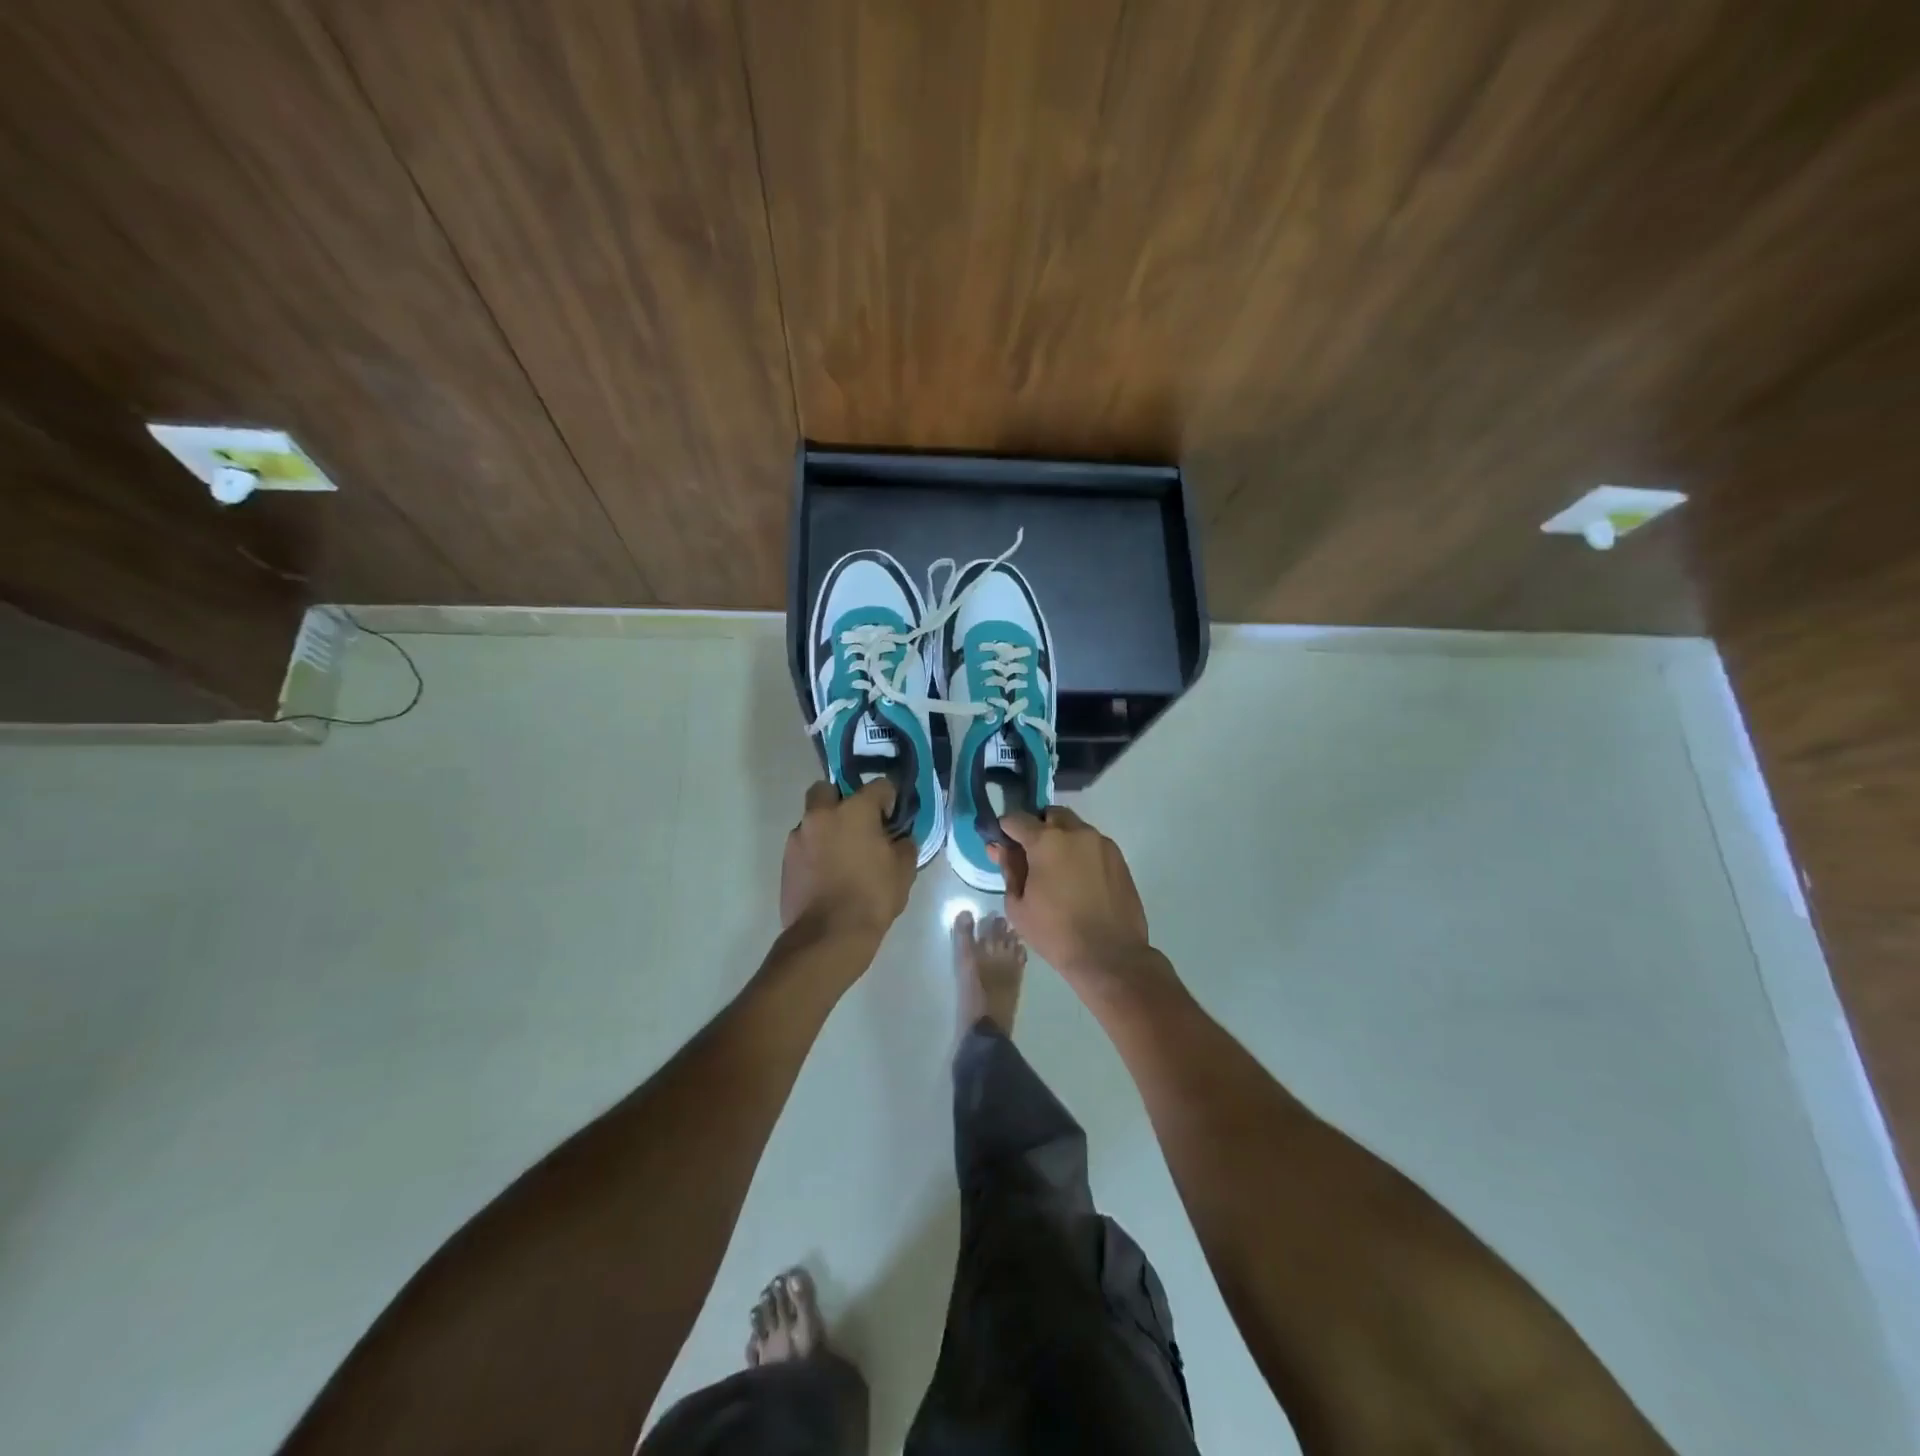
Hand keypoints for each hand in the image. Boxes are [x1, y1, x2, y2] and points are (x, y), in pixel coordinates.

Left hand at [780, 780, 915, 946]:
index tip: (892, 816)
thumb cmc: (872, 898)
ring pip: (812, 819)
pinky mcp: (786, 860)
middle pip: (828, 789)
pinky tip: (827, 873)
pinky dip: (814, 851)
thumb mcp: (903, 871)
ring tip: (841, 854)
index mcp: (855, 810)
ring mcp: (799, 837)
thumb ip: (904, 845)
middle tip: (857, 824)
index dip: (889, 798)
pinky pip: (803, 844)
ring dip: (826, 828)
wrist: (828, 936)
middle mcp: (822, 814)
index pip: (878, 785)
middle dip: (841, 799)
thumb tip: (900, 839)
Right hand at [991, 807, 1151, 978]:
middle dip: (1038, 827)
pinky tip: (1079, 879)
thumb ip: (1009, 869)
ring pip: (1075, 827)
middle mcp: (1076, 832)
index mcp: (1046, 841)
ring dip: (1061, 838)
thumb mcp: (1018, 905)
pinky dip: (1081, 852)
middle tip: (1032, 855)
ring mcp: (1101, 843)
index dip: (1005, 829)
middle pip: (1050, 815)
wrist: (1110, 955)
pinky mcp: (1119, 858)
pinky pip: (1093, 844)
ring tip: (1057, 870)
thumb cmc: (1056, 933)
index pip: (1017, 819)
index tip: (1002, 844)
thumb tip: (1000, 848)